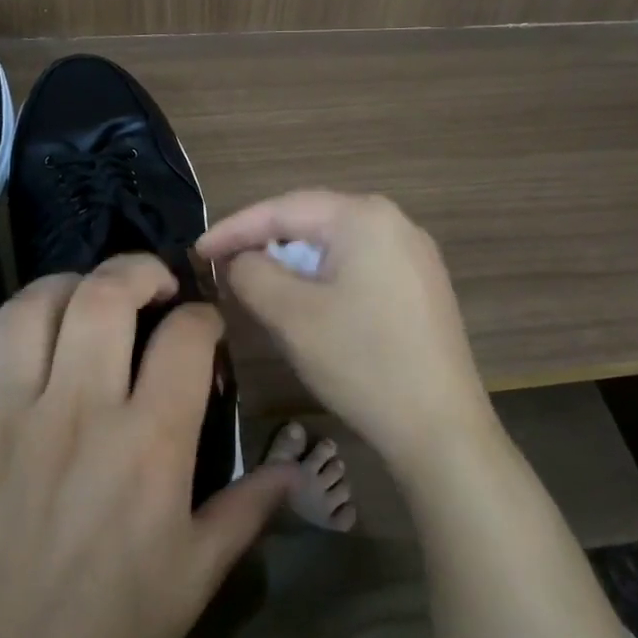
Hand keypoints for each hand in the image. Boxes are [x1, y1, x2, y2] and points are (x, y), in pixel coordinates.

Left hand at [0, 254, 297, 637]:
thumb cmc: (113, 629)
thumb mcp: (199, 573)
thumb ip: (250, 508)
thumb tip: (296, 467)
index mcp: (148, 443)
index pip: (186, 336)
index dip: (205, 318)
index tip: (206, 332)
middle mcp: (77, 413)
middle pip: (104, 296)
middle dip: (137, 270)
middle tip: (151, 285)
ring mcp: (5, 421)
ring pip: (28, 310)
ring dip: (61, 286)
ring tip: (83, 300)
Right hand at [199, 191, 498, 484]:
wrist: (441, 427)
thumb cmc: (361, 362)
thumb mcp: (291, 315)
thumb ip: (252, 273)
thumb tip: (239, 259)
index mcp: (364, 216)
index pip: (283, 209)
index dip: (234, 228)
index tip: (197, 251)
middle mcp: (395, 222)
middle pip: (312, 221)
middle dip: (265, 243)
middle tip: (225, 267)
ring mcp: (414, 254)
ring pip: (335, 245)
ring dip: (294, 263)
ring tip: (260, 285)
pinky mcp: (421, 285)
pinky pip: (359, 265)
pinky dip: (325, 278)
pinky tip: (309, 303)